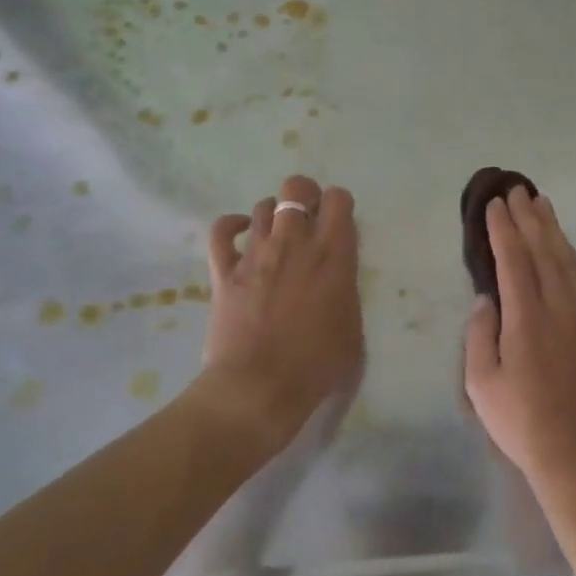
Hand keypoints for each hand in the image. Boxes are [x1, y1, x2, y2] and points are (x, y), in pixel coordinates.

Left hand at [200, 175, 362, 452]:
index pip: (338, 199)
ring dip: (272, 215)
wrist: (259, 387)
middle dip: (304, 195)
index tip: (338, 224)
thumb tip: (337, 280)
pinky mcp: (225, 270)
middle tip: (307, 219)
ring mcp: (256, 253)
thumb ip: (346, 291)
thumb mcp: (353, 328)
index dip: (338, 205)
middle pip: (296, 188)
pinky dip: (231, 226)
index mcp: (333, 254)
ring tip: (276, 235)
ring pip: (262, 206)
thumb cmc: (316, 364)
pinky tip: (240, 233)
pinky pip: (221, 231)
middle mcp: (294, 242)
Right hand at [464, 187, 575, 492]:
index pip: (514, 260)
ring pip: (568, 259)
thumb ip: (480, 334)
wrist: (574, 451)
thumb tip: (487, 298)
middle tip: (517, 189)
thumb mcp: (480, 382)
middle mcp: (559, 307)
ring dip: (554, 229)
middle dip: (528, 217)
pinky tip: (571, 250)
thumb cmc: (519, 419)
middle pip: (544, 250)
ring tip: (542, 204)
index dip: (504, 229)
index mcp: (527, 318)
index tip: (494, 204)